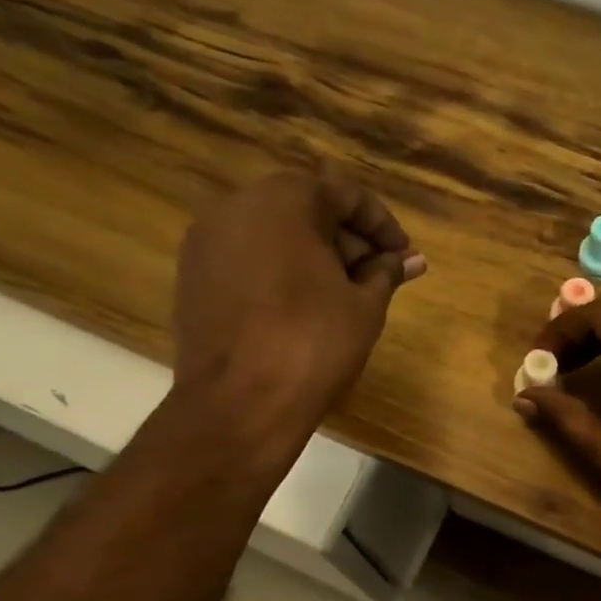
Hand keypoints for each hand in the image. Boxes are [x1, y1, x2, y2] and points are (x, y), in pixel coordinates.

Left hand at [171, 169, 424, 457]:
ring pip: (273, 234)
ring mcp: (207, 241)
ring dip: (313, 256)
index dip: (382, 226)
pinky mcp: (192, 276)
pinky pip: (247, 260)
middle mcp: (237, 206)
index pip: (345, 195)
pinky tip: (301, 307)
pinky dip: (278, 273)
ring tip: (343, 295)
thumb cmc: (312, 345)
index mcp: (284, 199)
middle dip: (347, 240)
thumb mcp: (364, 306)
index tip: (404, 257)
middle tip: (377, 277)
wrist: (238, 405)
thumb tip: (408, 259)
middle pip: (306, 210)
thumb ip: (385, 272)